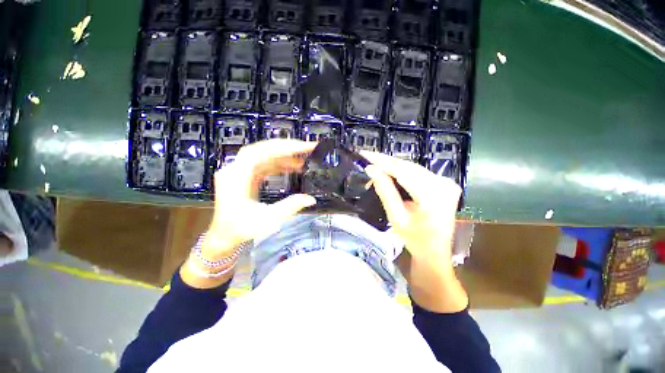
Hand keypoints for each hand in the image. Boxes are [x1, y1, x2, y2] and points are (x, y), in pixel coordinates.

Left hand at [181, 139, 316, 288]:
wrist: (224, 236)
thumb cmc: (241, 229)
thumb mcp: (267, 220)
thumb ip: (290, 207)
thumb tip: (311, 199)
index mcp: (236, 176)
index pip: (261, 151)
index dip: (284, 147)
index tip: (304, 147)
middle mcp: (236, 169)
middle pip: (263, 149)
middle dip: (287, 148)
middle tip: (307, 149)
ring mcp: (240, 171)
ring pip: (264, 155)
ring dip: (284, 156)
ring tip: (303, 160)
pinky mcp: (245, 176)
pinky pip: (264, 164)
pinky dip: (279, 164)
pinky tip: (292, 167)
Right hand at [361, 151, 467, 311]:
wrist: (435, 252)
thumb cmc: (415, 240)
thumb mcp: (396, 217)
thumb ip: (385, 191)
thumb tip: (371, 170)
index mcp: (433, 195)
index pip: (403, 171)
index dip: (382, 161)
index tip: (365, 154)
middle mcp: (444, 184)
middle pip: (409, 167)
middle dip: (386, 162)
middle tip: (367, 157)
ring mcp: (446, 183)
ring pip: (413, 168)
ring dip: (393, 166)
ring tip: (375, 163)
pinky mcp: (444, 184)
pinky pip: (418, 173)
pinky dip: (402, 171)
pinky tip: (389, 170)